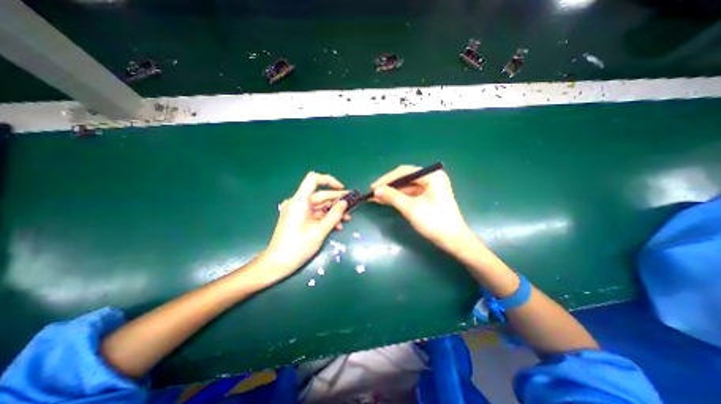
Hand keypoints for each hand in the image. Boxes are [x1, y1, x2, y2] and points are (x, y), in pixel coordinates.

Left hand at [263, 172, 351, 282]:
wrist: (278, 263)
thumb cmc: (298, 247)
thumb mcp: (320, 231)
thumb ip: (334, 215)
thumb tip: (345, 203)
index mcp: (299, 201)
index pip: (313, 179)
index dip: (329, 181)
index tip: (342, 189)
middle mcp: (297, 203)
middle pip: (320, 195)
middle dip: (336, 200)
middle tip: (351, 206)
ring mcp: (298, 211)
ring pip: (319, 205)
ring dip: (333, 211)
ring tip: (347, 219)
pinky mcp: (299, 219)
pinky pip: (315, 213)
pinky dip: (325, 217)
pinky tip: (337, 225)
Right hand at [371, 165, 473, 253]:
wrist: (453, 240)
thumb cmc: (434, 222)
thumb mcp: (410, 208)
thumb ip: (392, 197)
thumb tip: (376, 191)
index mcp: (432, 176)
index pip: (404, 172)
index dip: (386, 179)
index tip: (373, 187)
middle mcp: (431, 178)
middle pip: (405, 178)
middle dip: (388, 186)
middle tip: (373, 193)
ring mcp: (430, 188)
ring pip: (406, 187)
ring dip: (392, 192)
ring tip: (376, 198)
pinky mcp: (428, 197)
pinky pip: (410, 194)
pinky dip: (398, 197)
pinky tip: (386, 200)